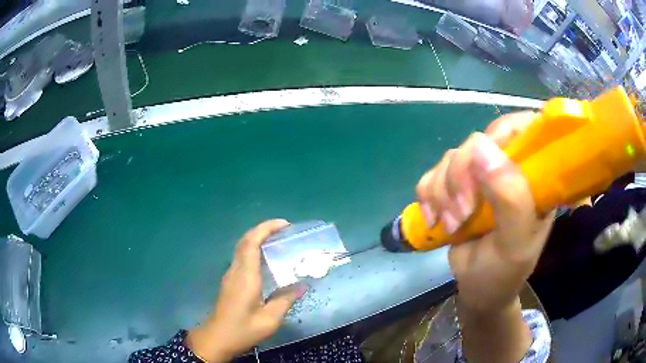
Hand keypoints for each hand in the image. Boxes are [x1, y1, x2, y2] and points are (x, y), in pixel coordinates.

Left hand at [187, 220, 306, 361]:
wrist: (217, 338)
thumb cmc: (243, 329)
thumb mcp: (270, 319)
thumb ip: (285, 300)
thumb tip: (302, 286)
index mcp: (245, 276)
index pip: (251, 242)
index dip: (266, 228)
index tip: (284, 224)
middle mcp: (236, 270)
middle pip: (245, 240)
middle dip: (263, 229)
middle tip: (284, 230)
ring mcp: (230, 275)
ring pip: (242, 248)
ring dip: (258, 238)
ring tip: (278, 241)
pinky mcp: (230, 282)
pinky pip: (241, 257)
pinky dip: (253, 250)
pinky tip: (266, 260)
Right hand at [416, 112, 554, 311]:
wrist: (478, 291)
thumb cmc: (504, 273)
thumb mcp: (515, 244)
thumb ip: (510, 198)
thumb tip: (481, 147)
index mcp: (535, 177)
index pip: (524, 127)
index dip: (501, 134)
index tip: (484, 167)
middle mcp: (509, 169)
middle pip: (479, 141)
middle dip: (462, 176)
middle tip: (462, 212)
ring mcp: (481, 177)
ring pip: (452, 158)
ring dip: (443, 192)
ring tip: (452, 224)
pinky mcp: (456, 187)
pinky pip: (432, 174)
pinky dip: (428, 195)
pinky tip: (435, 218)